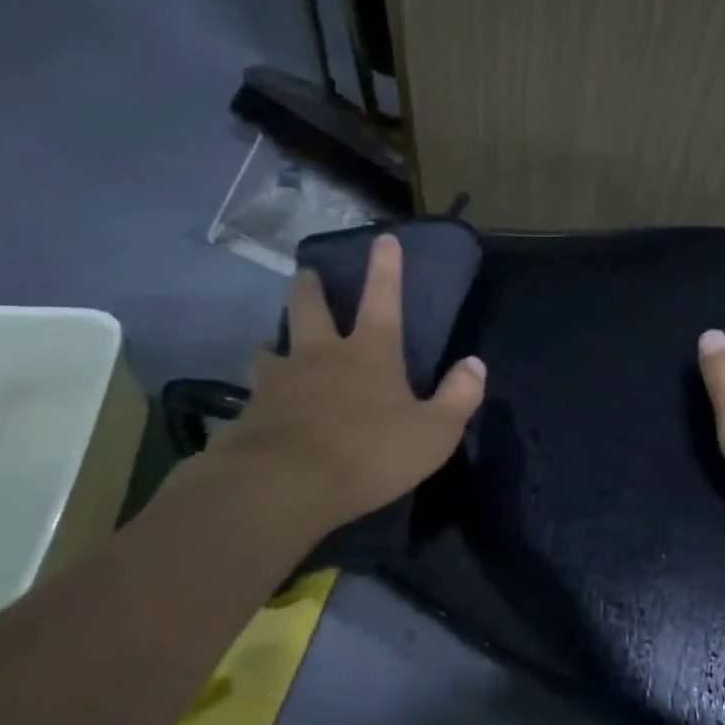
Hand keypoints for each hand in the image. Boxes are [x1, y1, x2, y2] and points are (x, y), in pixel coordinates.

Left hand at [200, 234, 486, 540]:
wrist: (283, 486)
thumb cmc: (368, 454)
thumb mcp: (433, 433)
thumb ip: (458, 398)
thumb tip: (475, 365)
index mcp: (370, 353)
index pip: (383, 298)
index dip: (386, 268)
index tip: (383, 238)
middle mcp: (321, 355)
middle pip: (310, 308)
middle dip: (309, 287)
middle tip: (305, 273)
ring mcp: (279, 381)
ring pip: (271, 348)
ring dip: (274, 342)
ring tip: (271, 345)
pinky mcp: (249, 412)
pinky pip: (252, 394)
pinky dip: (256, 395)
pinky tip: (254, 407)